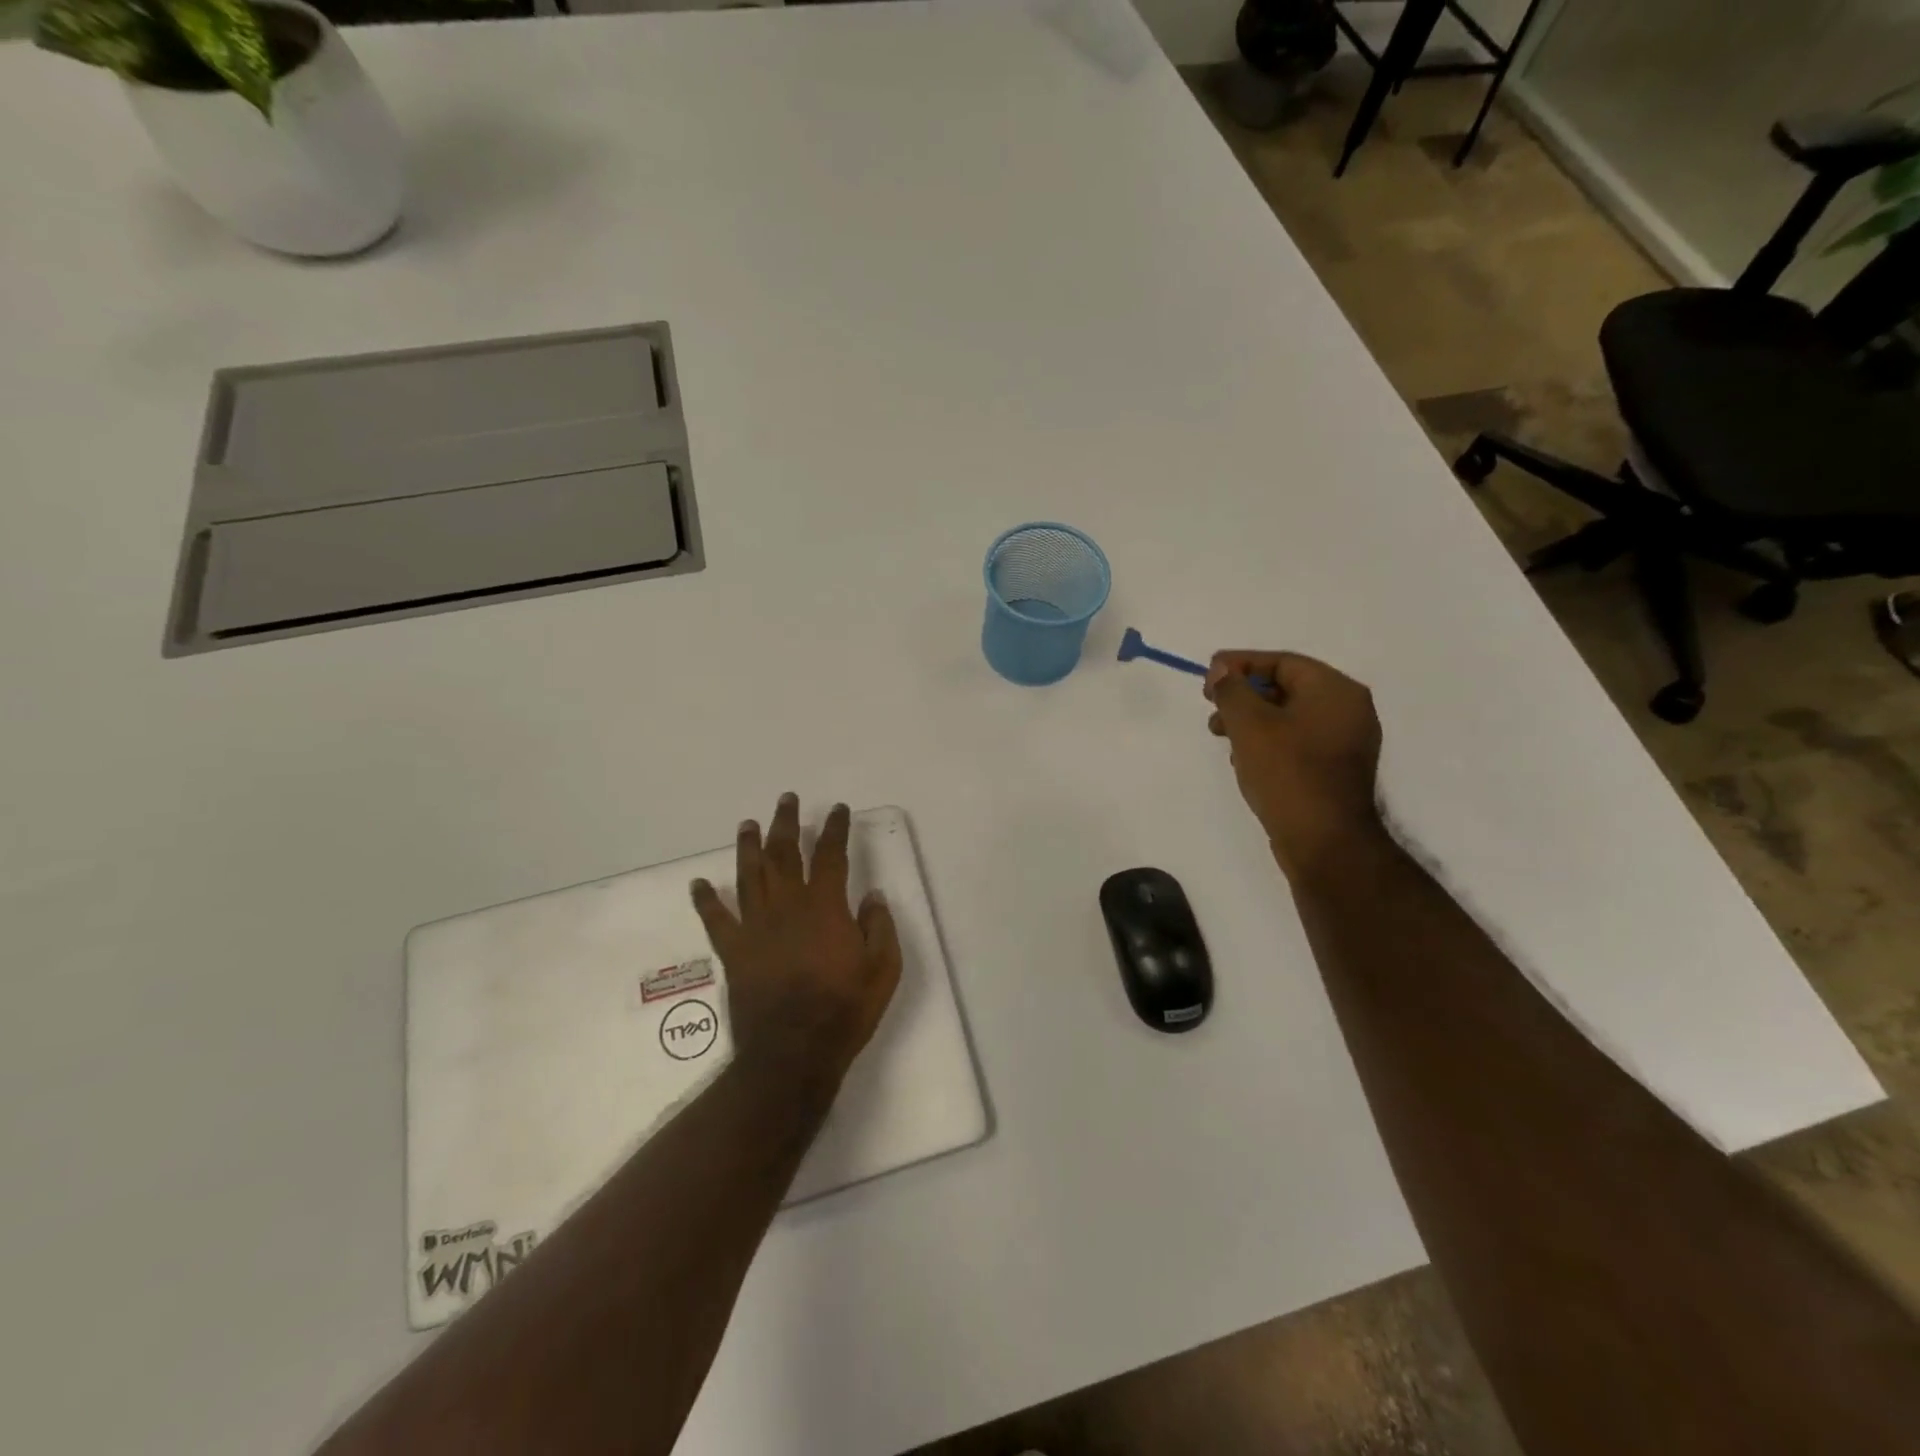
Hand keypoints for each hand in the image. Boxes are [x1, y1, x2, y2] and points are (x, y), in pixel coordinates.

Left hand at [690, 795, 901, 1087]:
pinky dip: (705, 901)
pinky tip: (698, 884)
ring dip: (749, 847)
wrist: (793, 1054)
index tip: (838, 809)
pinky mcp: (734, 952)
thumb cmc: (844, 1010)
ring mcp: (756, 927)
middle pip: (784, 854)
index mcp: (825, 907)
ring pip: (749, 876)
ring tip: (747, 824)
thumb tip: (871, 894)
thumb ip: (879, 926)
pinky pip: (716, 920)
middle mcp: (787, 907)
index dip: (835, 828)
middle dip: (786, 823)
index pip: (831, 855)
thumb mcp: (883, 969)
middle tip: (786, 799)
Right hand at [1205, 651, 1384, 877]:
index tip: (1208, 674)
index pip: (1283, 662)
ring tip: (1220, 735)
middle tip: (1211, 705)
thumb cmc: (1288, 773)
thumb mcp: (1250, 725)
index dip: (1241, 664)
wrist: (1325, 841)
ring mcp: (1345, 742)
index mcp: (1336, 691)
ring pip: (1289, 717)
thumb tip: (1221, 669)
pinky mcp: (1335, 770)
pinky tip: (1242, 758)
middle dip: (1244, 694)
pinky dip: (1268, 741)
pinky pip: (1297, 742)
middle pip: (1287, 687)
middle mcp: (1348, 710)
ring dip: (1251, 720)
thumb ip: (1232, 690)